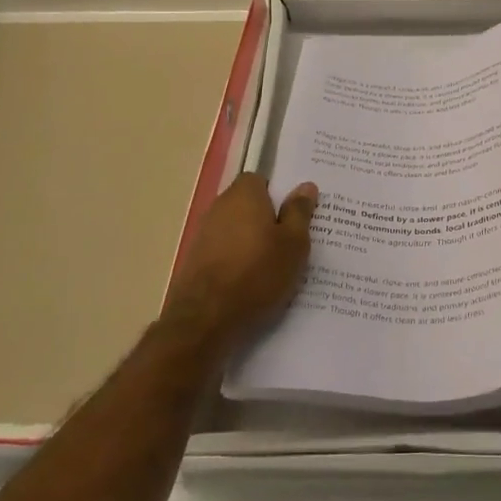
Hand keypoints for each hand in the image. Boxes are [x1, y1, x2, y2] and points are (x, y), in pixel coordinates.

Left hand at [159, 173, 314, 351]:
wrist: (205, 321)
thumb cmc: (257, 273)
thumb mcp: (294, 243)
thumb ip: (299, 212)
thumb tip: (306, 186)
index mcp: (244, 194)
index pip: (261, 179)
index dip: (278, 194)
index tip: (295, 212)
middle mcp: (219, 207)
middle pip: (248, 205)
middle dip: (267, 219)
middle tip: (292, 239)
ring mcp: (203, 236)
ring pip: (236, 231)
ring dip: (252, 242)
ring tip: (276, 265)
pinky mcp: (194, 263)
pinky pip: (225, 253)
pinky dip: (238, 262)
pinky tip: (253, 283)